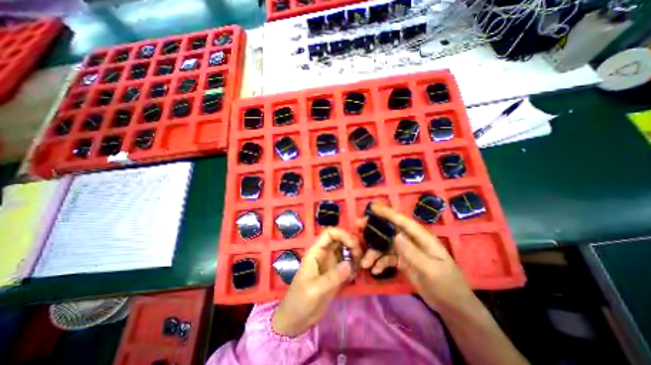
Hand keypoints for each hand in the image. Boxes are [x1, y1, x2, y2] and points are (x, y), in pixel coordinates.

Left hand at [270, 229, 361, 336]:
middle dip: (352, 243)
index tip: (352, 244)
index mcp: (316, 252)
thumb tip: (349, 263)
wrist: (297, 320)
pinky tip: (359, 269)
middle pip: (340, 239)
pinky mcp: (337, 273)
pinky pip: (348, 262)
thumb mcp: (315, 289)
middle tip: (360, 255)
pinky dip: (355, 263)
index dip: (342, 234)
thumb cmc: (300, 300)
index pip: (329, 233)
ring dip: (355, 252)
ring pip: (346, 249)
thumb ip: (333, 276)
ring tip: (361, 263)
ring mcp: (332, 263)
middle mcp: (325, 254)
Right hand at [364, 203, 476, 313]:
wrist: (453, 308)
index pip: (402, 221)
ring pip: (385, 245)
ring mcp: (406, 251)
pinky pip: (387, 258)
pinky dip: (380, 263)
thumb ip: (412, 252)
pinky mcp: (403, 261)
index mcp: (422, 238)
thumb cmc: (447, 286)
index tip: (372, 207)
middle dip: (373, 228)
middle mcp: (412, 241)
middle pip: (390, 230)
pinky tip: (375, 271)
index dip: (387, 213)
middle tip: (357, 226)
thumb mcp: (431, 270)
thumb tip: (395, 235)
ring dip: (374, 252)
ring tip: (364, 263)